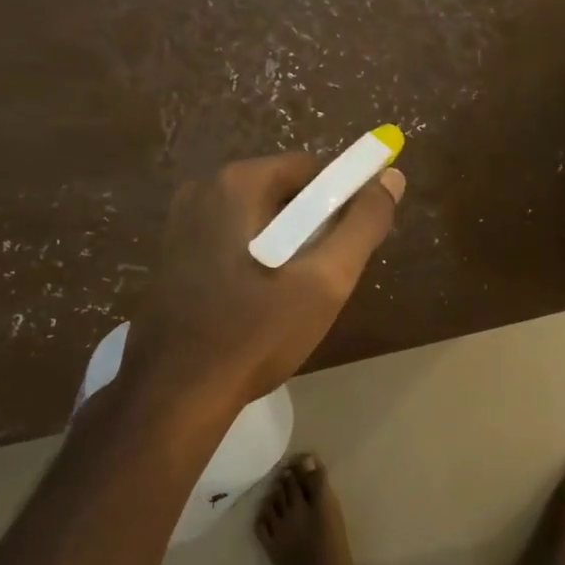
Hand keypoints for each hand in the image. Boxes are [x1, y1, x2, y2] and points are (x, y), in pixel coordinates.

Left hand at [121, 153, 405, 410]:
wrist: (177, 394)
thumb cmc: (256, 333)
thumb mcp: (325, 280)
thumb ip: (363, 225)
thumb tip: (391, 178)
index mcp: (237, 183)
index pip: (312, 170)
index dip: (342, 204)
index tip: (347, 250)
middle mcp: (203, 189)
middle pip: (283, 192)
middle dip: (313, 228)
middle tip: (322, 280)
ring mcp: (181, 222)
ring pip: (258, 219)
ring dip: (286, 246)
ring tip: (292, 298)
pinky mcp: (173, 253)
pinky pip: (232, 239)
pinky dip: (257, 259)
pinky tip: (259, 303)